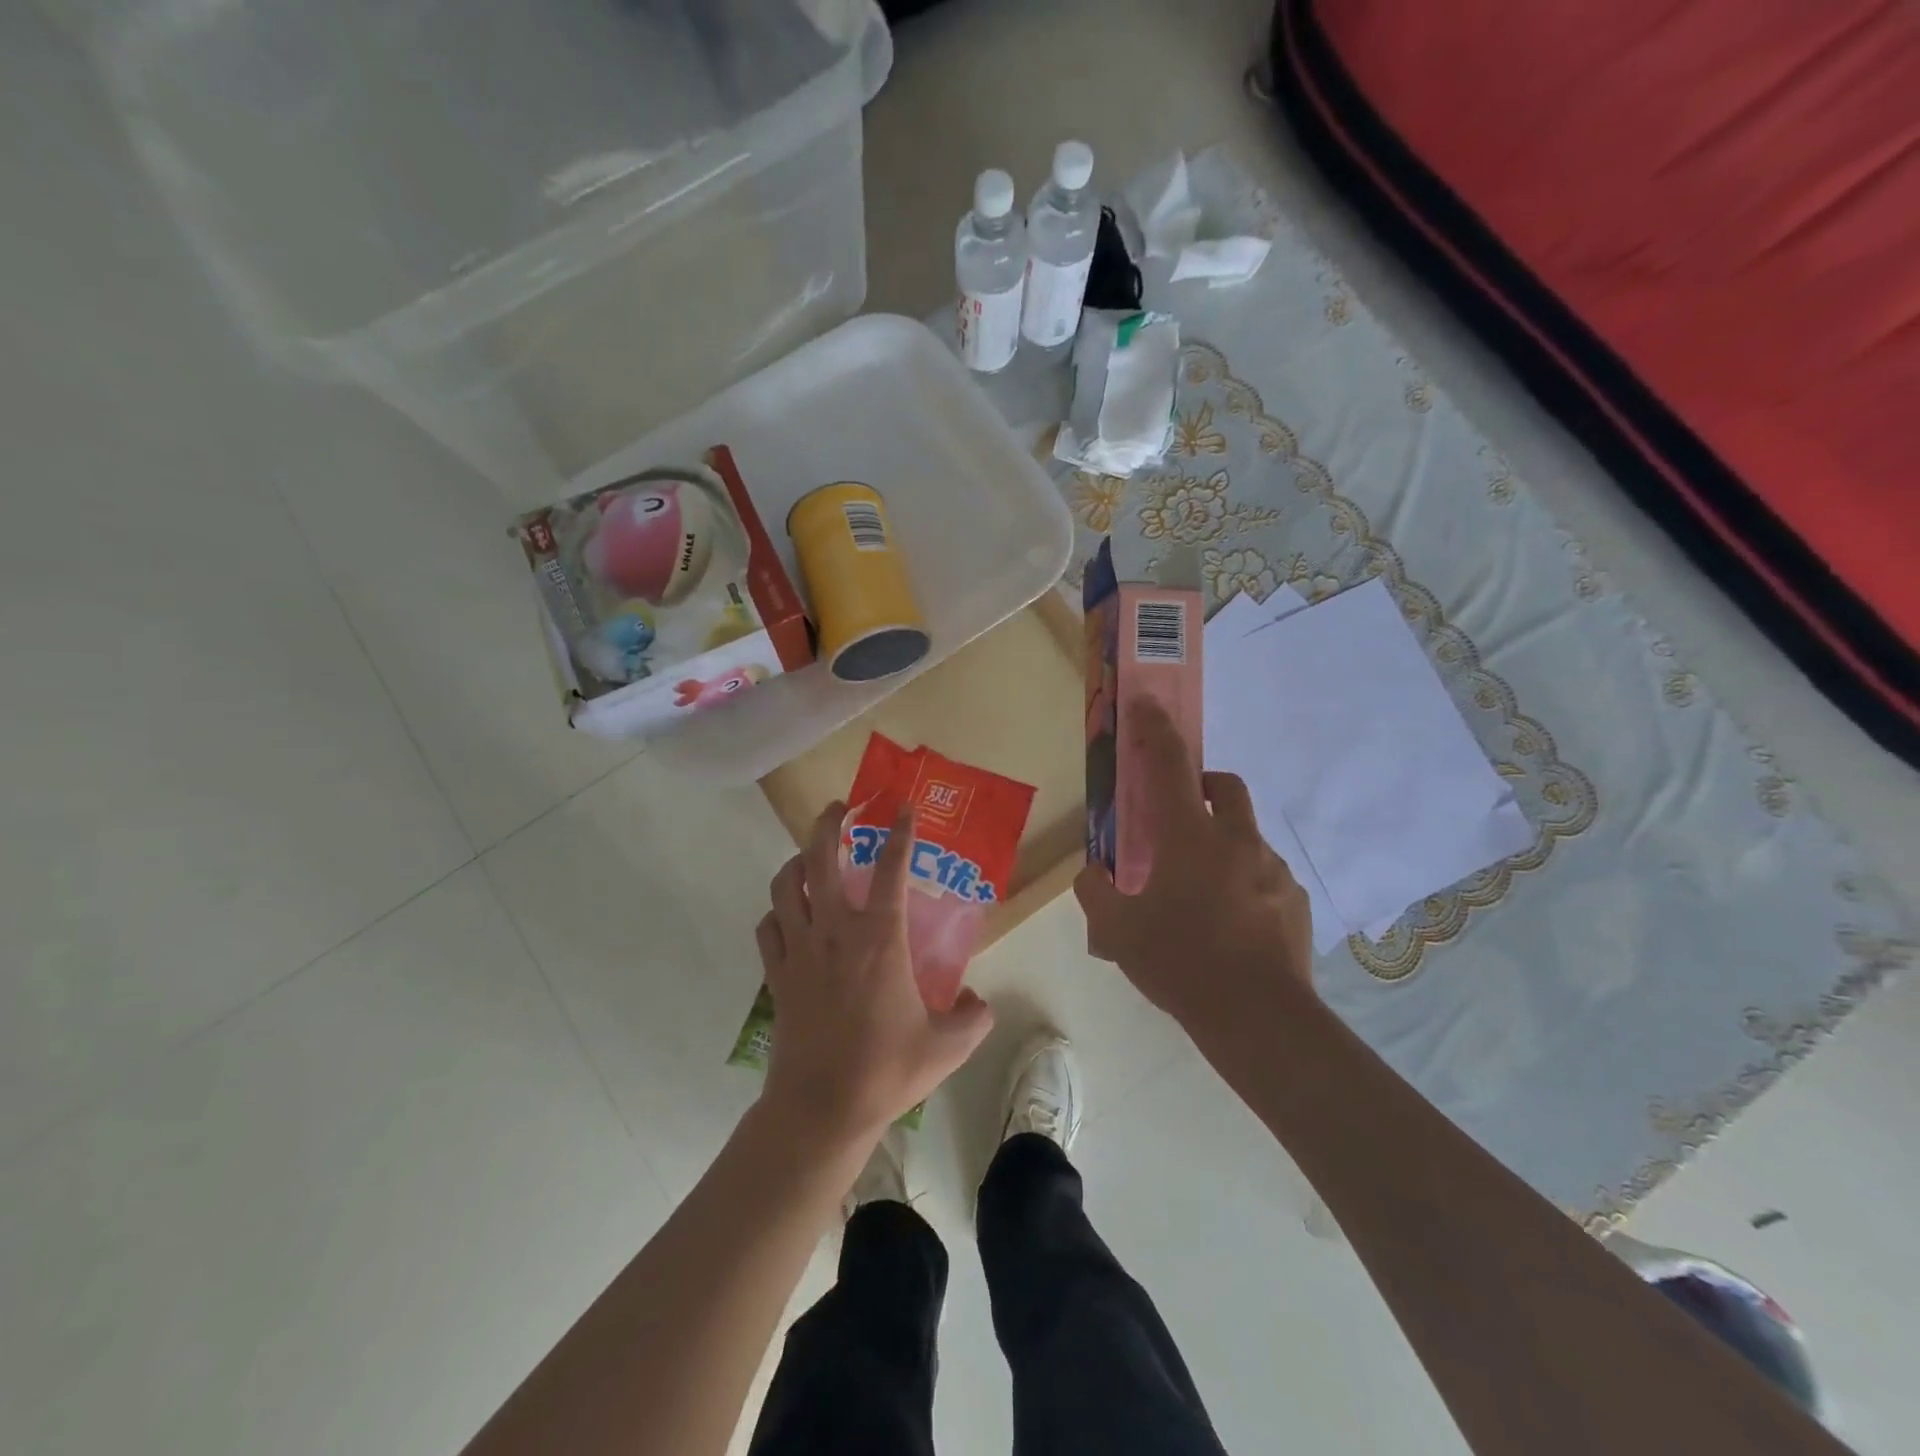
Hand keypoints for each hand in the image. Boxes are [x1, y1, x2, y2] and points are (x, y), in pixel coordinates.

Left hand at [756, 801, 993, 1150]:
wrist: (821, 1109)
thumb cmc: (886, 1070)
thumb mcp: (948, 1046)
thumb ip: (974, 1018)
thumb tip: (978, 1001)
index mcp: (880, 939)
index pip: (891, 869)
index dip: (900, 833)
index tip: (904, 808)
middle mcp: (834, 932)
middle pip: (820, 859)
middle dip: (828, 824)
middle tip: (839, 808)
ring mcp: (798, 950)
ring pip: (785, 885)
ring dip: (796, 861)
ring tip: (810, 855)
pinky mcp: (776, 975)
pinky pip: (767, 927)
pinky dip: (776, 911)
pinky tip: (788, 914)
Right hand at [1074, 699, 1314, 1030]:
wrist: (1258, 1018)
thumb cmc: (1180, 962)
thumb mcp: (1116, 931)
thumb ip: (1096, 892)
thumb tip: (1093, 874)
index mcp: (1189, 837)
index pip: (1170, 766)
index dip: (1156, 730)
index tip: (1148, 704)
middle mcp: (1236, 841)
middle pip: (1224, 785)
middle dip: (1202, 783)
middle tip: (1179, 814)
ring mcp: (1272, 870)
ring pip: (1245, 835)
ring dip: (1222, 843)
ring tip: (1200, 892)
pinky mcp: (1295, 901)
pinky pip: (1264, 876)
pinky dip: (1244, 882)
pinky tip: (1230, 924)